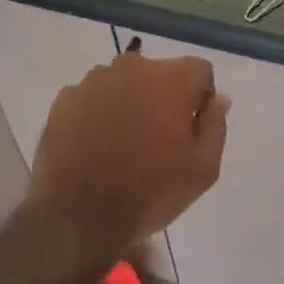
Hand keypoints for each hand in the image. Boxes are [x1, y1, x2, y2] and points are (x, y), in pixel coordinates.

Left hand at [29, 52, 228, 263]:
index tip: (191, 130)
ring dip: (129, 103)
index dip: (201, 98)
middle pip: (159, 74)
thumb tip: (218, 99)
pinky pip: (92, 98)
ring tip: (122, 145)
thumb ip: (215, 125)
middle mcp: (131, 68)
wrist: (78, 216)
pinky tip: (95, 147)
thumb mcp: (203, 168)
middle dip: (163, 98)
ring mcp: (93, 81)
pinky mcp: (64, 99)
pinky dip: (98, 114)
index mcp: (171, 79)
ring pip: (123, 84)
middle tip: (158, 140)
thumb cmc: (150, 191)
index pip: (199, 71)